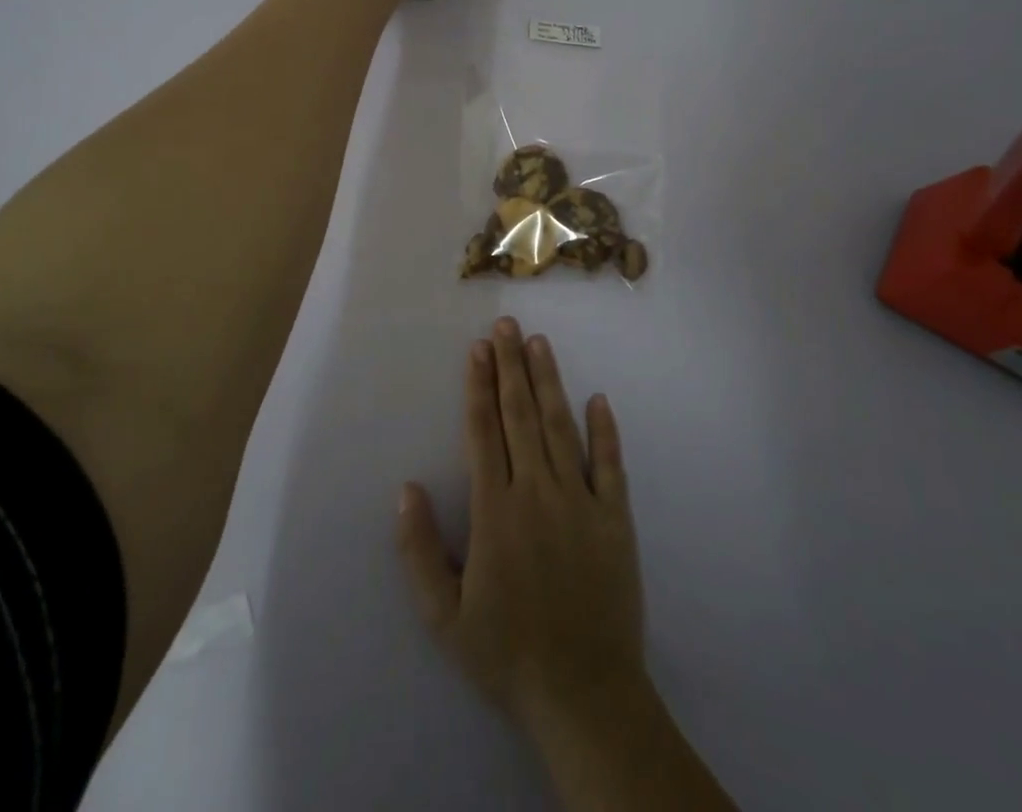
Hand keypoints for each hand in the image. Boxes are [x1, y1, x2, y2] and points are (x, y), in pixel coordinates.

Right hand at [397, 317, 646, 739]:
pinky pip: (610, 464)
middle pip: (520, 415)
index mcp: (496, 510)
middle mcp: (537, 492)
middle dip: (510, 366)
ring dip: (548, 382)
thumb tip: (406, 489)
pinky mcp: (615, 518)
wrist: (584, 696)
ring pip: (560, 427)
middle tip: (505, 325)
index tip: (477, 349)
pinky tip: (598, 399)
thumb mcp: (444, 617)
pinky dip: (605, 430)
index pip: (484, 431)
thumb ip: (420, 551)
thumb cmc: (507, 655)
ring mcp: (581, 502)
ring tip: (539, 343)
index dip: (478, 386)